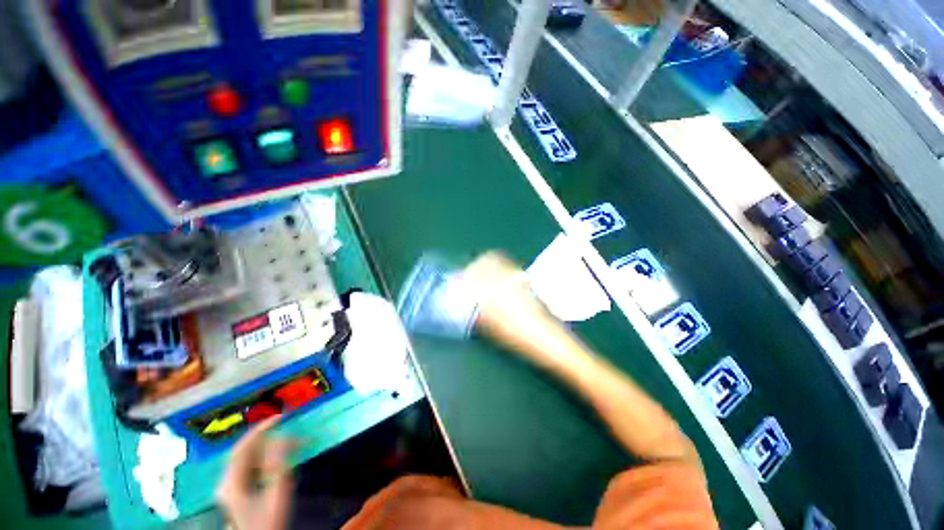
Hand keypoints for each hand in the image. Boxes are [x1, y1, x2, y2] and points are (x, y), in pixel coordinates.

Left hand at [216, 416, 294, 529]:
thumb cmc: (268, 520)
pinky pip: (250, 466)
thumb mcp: (277, 493)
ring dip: (266, 446)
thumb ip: (279, 465)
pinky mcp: (236, 491)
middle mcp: (226, 482)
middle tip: (286, 426)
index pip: (242, 448)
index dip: (260, 430)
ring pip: (247, 458)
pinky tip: (277, 458)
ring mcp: (230, 487)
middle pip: (243, 451)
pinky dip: (265, 457)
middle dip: (265, 437)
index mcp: (231, 483)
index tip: (280, 417)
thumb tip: (283, 437)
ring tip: (286, 440)